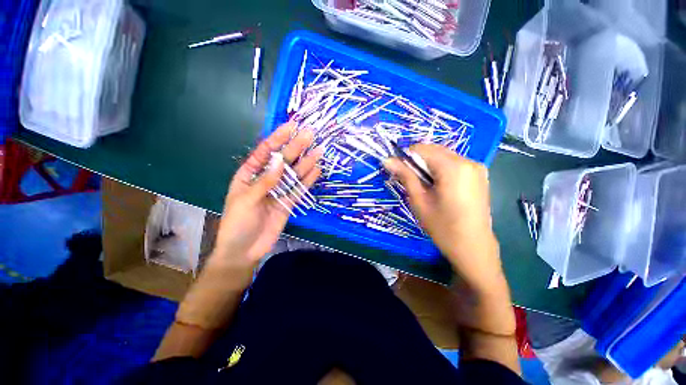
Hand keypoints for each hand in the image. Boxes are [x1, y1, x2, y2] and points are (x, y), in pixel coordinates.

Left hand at [212, 121, 322, 268]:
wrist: (244, 250)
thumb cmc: (237, 224)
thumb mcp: (246, 200)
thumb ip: (264, 182)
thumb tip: (280, 162)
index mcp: (250, 174)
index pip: (265, 152)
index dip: (278, 138)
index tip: (291, 126)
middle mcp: (266, 179)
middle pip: (283, 160)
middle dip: (296, 147)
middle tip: (310, 134)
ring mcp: (279, 191)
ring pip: (294, 174)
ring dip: (306, 162)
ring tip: (319, 150)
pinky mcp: (288, 202)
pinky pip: (300, 189)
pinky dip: (308, 180)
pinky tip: (317, 170)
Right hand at [383, 144, 502, 291]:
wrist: (473, 248)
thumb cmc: (443, 227)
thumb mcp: (419, 201)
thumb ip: (405, 176)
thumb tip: (387, 160)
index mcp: (453, 167)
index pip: (422, 149)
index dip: (406, 157)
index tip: (398, 171)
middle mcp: (468, 161)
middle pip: (434, 150)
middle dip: (417, 161)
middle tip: (409, 180)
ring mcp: (477, 167)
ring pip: (443, 156)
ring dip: (428, 165)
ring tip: (423, 185)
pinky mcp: (479, 174)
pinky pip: (454, 163)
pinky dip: (440, 169)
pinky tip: (438, 186)